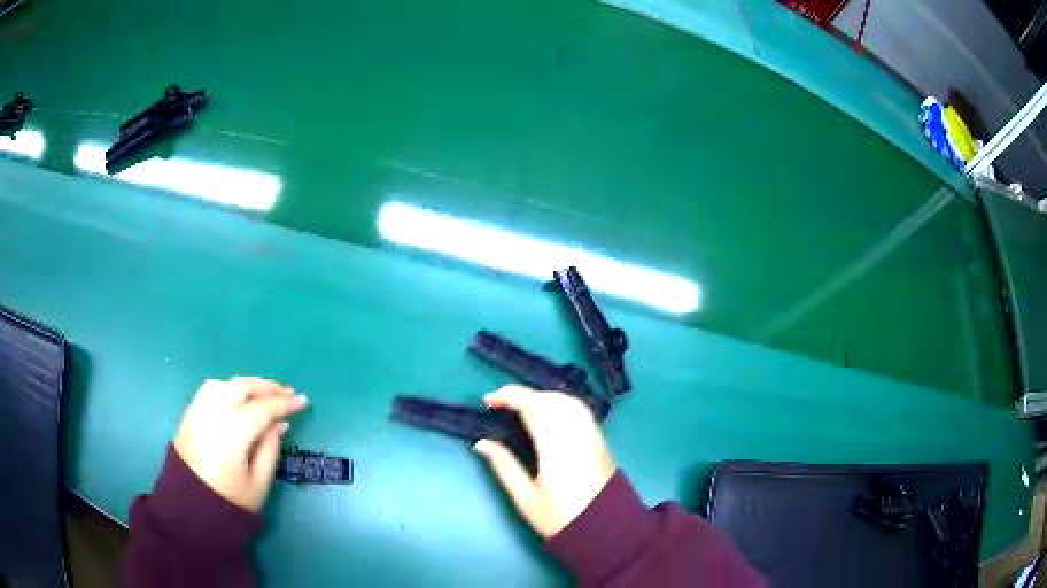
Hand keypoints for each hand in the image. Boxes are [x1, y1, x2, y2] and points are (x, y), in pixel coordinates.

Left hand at [173, 377, 307, 511]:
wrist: (191, 510)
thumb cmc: (229, 502)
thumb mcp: (258, 484)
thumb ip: (270, 450)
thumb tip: (280, 423)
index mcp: (232, 436)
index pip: (262, 409)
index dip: (284, 403)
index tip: (303, 401)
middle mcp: (212, 417)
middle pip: (241, 387)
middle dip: (267, 386)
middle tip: (287, 392)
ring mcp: (197, 413)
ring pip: (224, 383)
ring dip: (246, 384)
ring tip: (263, 393)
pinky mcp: (188, 415)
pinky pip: (209, 390)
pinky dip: (228, 387)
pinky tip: (238, 397)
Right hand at [473, 385, 616, 537]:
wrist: (605, 529)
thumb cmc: (561, 518)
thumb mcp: (525, 498)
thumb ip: (504, 466)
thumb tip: (481, 443)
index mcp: (556, 447)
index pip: (533, 406)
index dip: (509, 396)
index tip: (487, 400)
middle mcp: (577, 434)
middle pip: (550, 399)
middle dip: (523, 395)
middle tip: (500, 404)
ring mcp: (592, 435)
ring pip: (567, 400)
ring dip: (542, 396)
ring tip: (520, 407)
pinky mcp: (600, 439)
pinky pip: (579, 409)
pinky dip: (560, 403)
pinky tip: (547, 413)